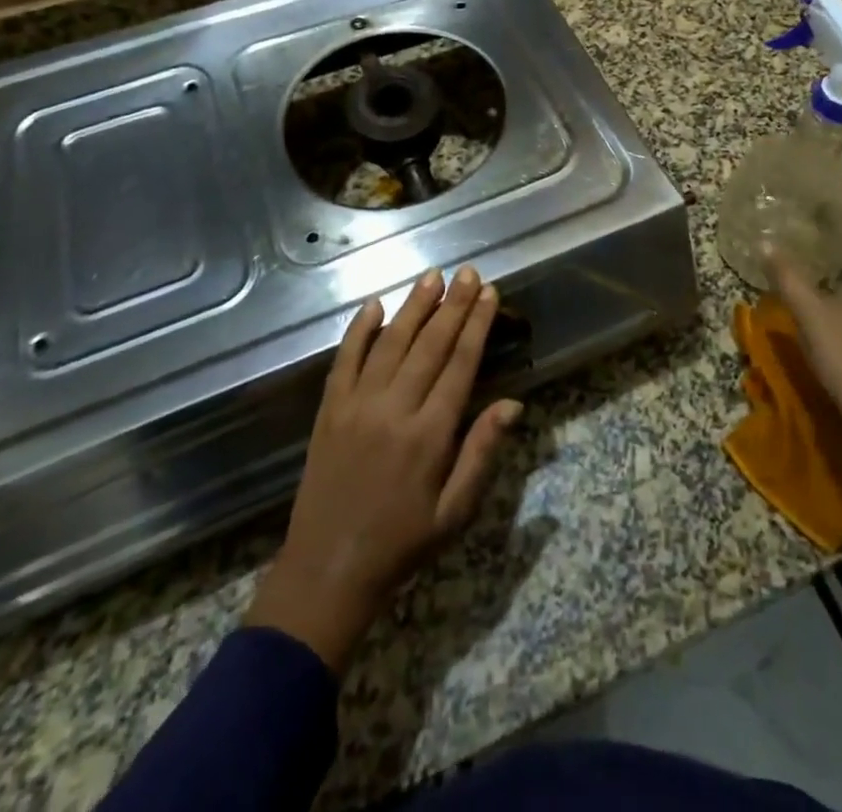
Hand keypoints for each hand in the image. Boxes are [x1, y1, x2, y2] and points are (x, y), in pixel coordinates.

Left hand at [245, 268, 521, 671]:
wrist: (328, 569)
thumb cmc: (402, 542)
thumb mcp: (455, 510)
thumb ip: (482, 452)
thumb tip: (513, 403)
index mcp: (430, 434)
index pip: (460, 364)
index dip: (477, 325)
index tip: (490, 293)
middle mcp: (394, 409)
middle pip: (430, 344)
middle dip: (453, 305)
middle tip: (469, 273)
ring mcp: (357, 405)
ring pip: (391, 342)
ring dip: (414, 306)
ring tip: (432, 277)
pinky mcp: (329, 410)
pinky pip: (345, 359)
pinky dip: (359, 330)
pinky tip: (375, 305)